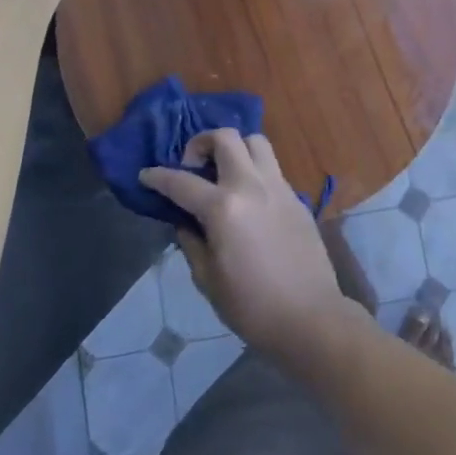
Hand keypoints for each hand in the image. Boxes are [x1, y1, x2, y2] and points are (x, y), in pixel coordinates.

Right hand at [140, 130, 363, 363]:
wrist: (309, 316)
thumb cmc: (251, 306)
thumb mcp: (208, 279)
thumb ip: (192, 242)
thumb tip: (186, 222)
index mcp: (223, 208)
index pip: (181, 182)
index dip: (157, 176)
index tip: (145, 175)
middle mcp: (251, 185)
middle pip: (225, 138)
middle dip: (201, 143)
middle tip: (192, 167)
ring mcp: (278, 187)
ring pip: (255, 142)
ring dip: (234, 148)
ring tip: (223, 172)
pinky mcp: (296, 197)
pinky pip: (272, 168)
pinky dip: (254, 170)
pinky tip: (248, 198)